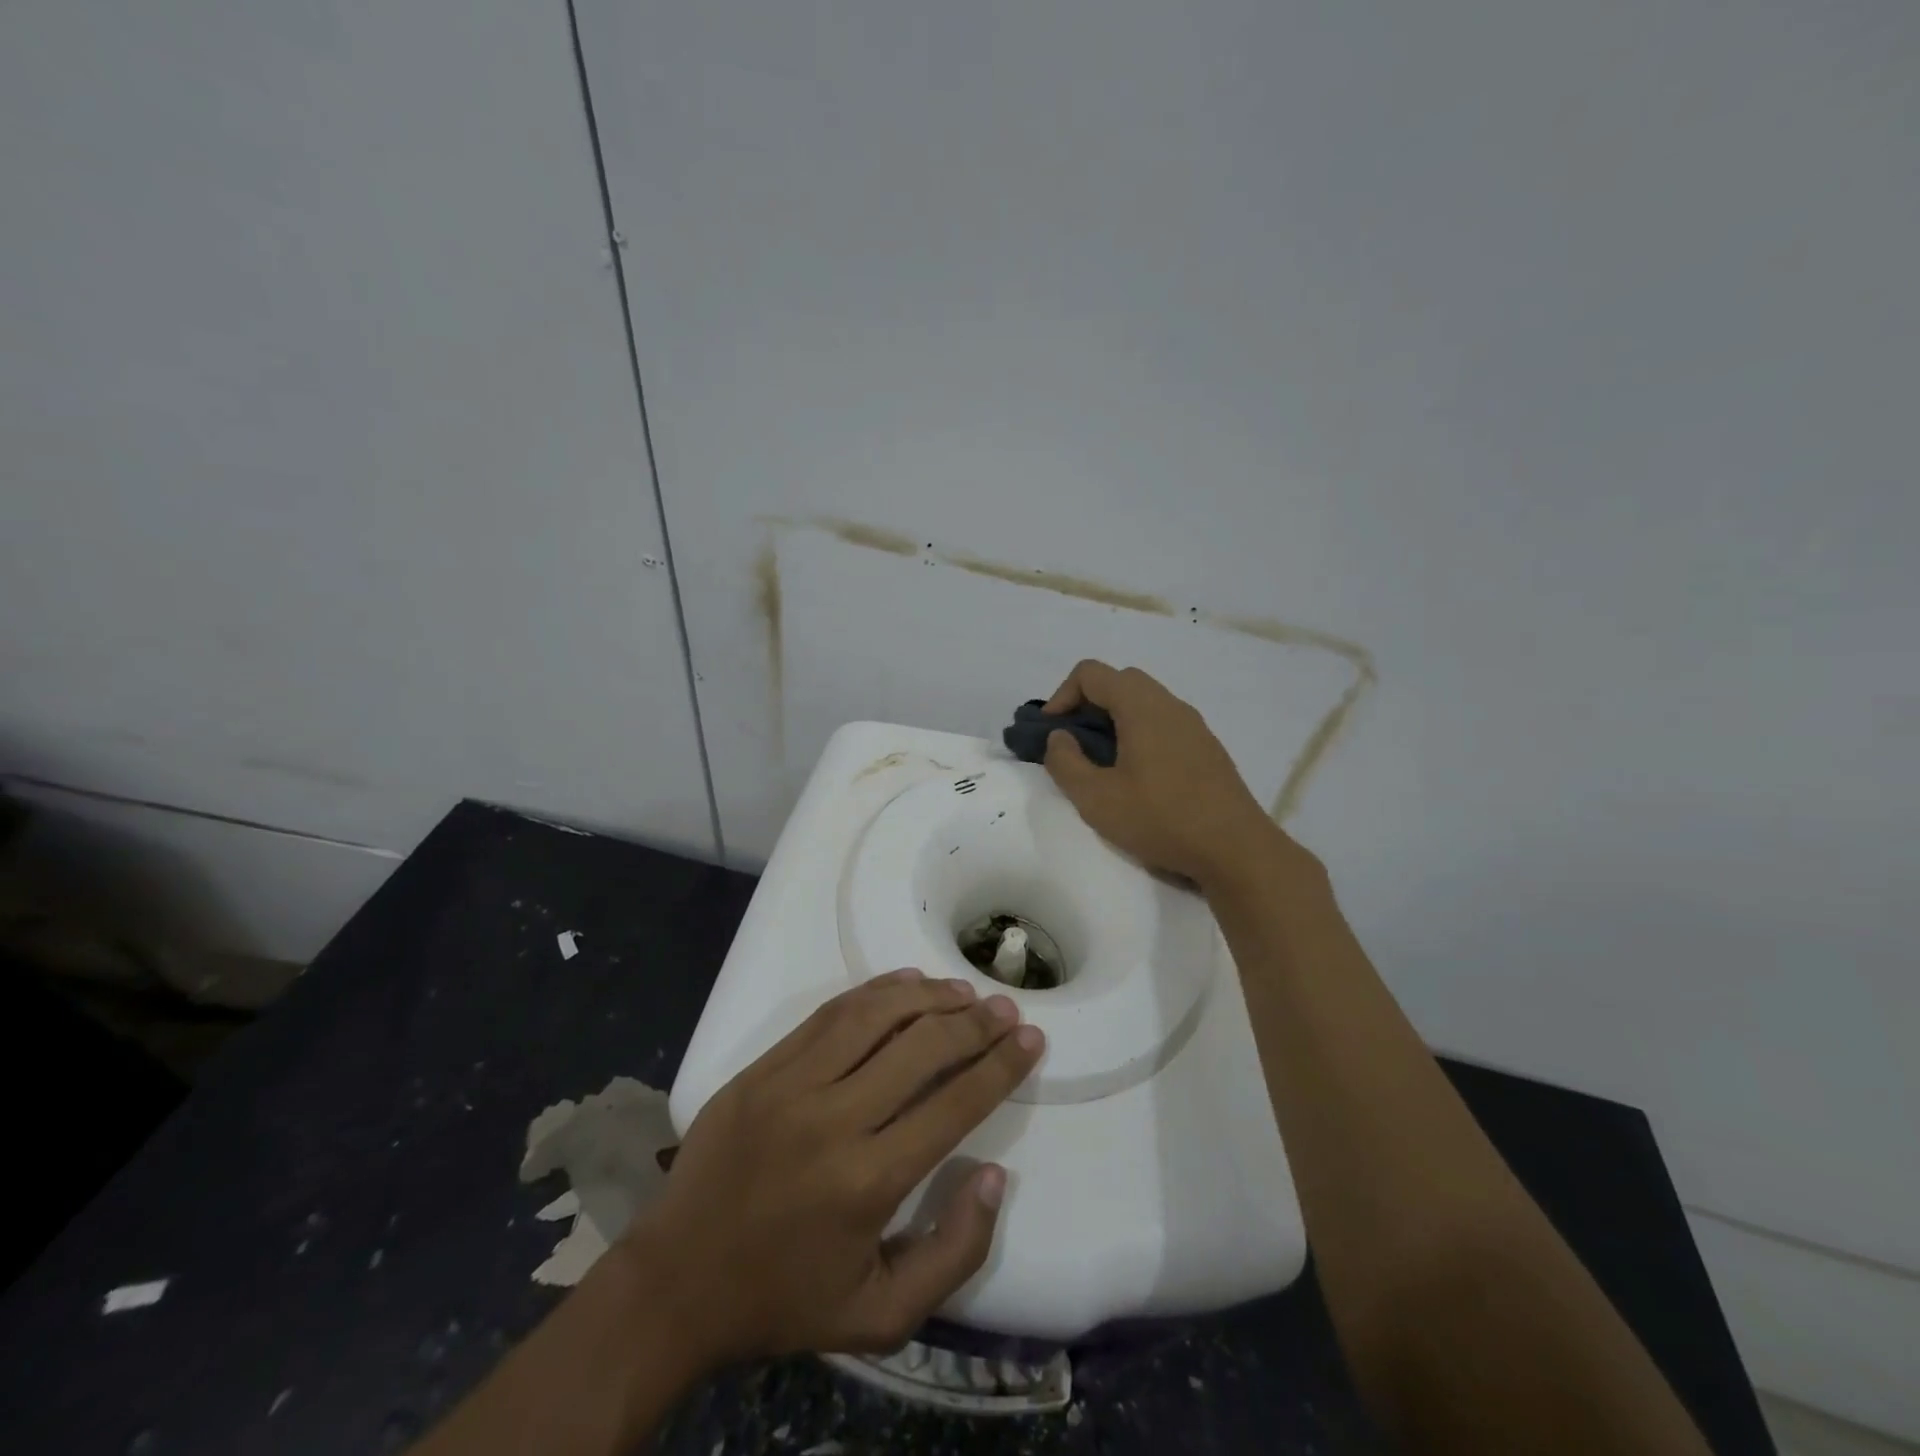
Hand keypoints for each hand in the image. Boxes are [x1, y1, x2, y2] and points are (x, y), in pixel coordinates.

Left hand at [633, 970, 1042, 1362]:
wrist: (676, 1282)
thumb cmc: (784, 1299)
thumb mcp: (881, 1315)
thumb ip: (952, 1253)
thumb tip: (993, 1175)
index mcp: (868, 1182)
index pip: (954, 1103)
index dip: (1000, 1065)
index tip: (1031, 1039)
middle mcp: (834, 1120)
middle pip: (921, 1047)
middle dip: (975, 1022)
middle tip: (1006, 1008)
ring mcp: (792, 1085)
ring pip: (875, 1016)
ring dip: (928, 995)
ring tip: (962, 991)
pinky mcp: (763, 1068)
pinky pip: (830, 1014)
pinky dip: (875, 991)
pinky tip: (905, 982)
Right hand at [1041, 659, 1283, 886]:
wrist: (1236, 849)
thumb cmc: (1161, 819)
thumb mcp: (1096, 798)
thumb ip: (1065, 762)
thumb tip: (1059, 737)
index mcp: (1141, 707)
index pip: (1091, 673)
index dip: (1061, 696)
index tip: (1051, 733)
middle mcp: (1170, 705)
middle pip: (1119, 681)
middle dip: (1087, 704)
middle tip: (1073, 743)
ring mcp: (1194, 725)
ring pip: (1144, 702)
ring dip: (1114, 720)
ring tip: (1102, 762)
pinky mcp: (1207, 748)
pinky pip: (1164, 723)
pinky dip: (1139, 733)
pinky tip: (1138, 777)